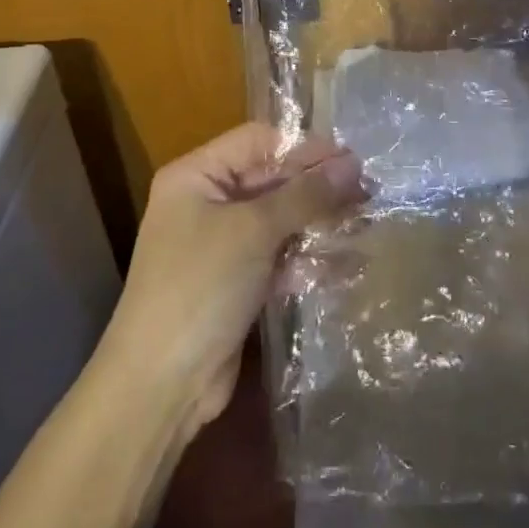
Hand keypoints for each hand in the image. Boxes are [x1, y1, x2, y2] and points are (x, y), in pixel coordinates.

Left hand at [106, 125, 362, 433]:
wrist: (160, 386)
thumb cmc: (201, 286)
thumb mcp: (254, 230)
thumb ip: (306, 194)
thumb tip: (353, 163)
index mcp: (197, 176)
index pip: (258, 141)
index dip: (304, 147)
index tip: (351, 158)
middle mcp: (208, 202)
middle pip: (272, 180)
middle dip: (318, 186)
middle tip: (369, 190)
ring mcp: (222, 244)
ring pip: (280, 219)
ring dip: (319, 221)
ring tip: (366, 221)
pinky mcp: (237, 282)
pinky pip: (279, 256)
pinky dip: (308, 257)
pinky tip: (347, 261)